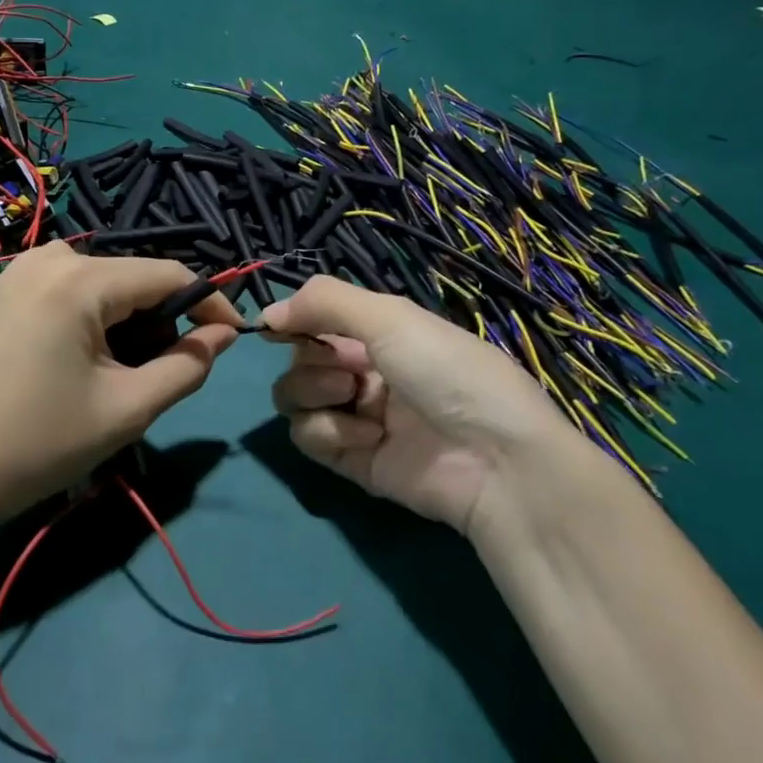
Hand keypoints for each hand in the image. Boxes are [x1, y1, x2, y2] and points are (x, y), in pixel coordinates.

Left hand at [0, 244, 241, 529]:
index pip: (168, 274)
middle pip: (130, 278)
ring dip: (123, 321)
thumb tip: (224, 334)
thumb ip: (188, 366)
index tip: (230, 337)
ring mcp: (14, 272)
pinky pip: (61, 289)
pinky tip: (72, 363)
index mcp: (79, 280)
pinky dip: (85, 318)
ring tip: (115, 375)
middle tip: (159, 375)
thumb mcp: (128, 409)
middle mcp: (47, 258)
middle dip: (159, 320)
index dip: (208, 303)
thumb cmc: (38, 443)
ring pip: (97, 283)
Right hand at [265, 276, 582, 533]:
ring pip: (294, 397)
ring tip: (352, 398)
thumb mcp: (391, 317)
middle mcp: (363, 371)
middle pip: (299, 359)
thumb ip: (324, 302)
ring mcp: (356, 416)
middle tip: (345, 369)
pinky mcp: (351, 460)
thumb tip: (266, 314)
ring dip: (314, 392)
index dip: (293, 321)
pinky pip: (308, 437)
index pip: (315, 320)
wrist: (496, 460)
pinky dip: (330, 431)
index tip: (276, 327)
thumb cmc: (447, 372)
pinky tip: (368, 435)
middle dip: (311, 360)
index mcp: (379, 333)